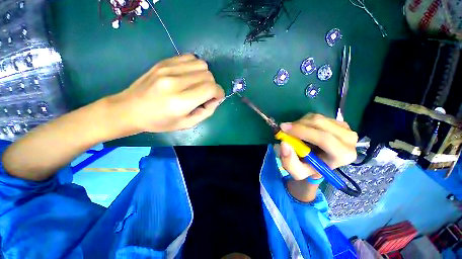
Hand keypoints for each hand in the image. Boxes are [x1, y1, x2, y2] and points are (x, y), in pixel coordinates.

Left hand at [110, 54, 224, 132]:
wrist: (130, 109)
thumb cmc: (160, 121)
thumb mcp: (187, 124)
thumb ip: (206, 112)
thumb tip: (216, 99)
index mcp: (181, 101)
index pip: (211, 88)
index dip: (219, 93)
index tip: (216, 98)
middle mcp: (175, 82)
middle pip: (208, 75)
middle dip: (212, 86)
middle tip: (205, 95)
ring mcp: (168, 68)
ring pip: (201, 64)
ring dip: (205, 76)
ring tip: (197, 85)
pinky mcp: (164, 62)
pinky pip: (190, 58)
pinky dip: (195, 67)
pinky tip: (189, 76)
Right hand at [275, 114, 357, 180]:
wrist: (320, 162)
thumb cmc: (310, 168)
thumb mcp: (297, 171)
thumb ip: (289, 162)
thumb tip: (284, 143)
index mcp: (343, 155)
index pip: (324, 139)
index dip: (302, 131)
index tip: (283, 129)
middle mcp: (349, 140)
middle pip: (320, 124)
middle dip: (298, 125)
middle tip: (284, 128)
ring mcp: (346, 128)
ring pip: (317, 118)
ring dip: (300, 123)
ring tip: (293, 132)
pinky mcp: (339, 122)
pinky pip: (318, 116)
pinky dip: (305, 121)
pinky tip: (302, 129)